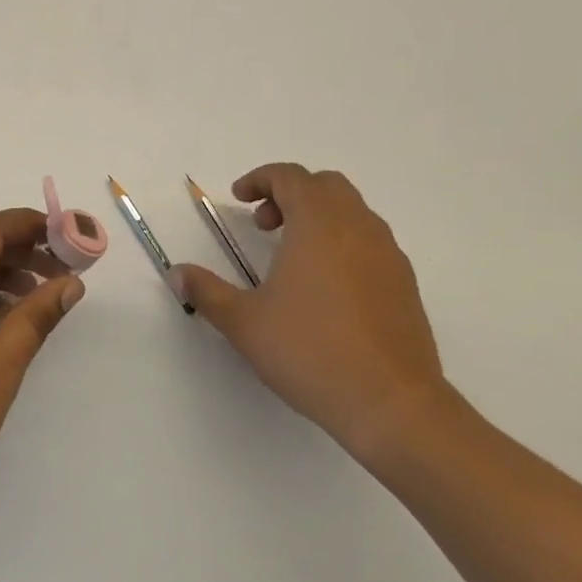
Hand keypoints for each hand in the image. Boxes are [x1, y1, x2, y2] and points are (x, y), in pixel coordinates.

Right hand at [170, 164, 448, 463]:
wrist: (393, 404)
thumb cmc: (311, 352)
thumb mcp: (244, 323)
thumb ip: (207, 291)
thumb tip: (177, 273)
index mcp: (318, 224)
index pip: (290, 176)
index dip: (260, 179)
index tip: (238, 198)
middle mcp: (358, 227)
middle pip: (325, 185)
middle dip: (290, 194)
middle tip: (264, 224)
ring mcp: (388, 254)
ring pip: (352, 211)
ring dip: (318, 217)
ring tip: (291, 257)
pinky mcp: (405, 283)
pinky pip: (370, 241)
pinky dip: (343, 242)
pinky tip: (326, 286)